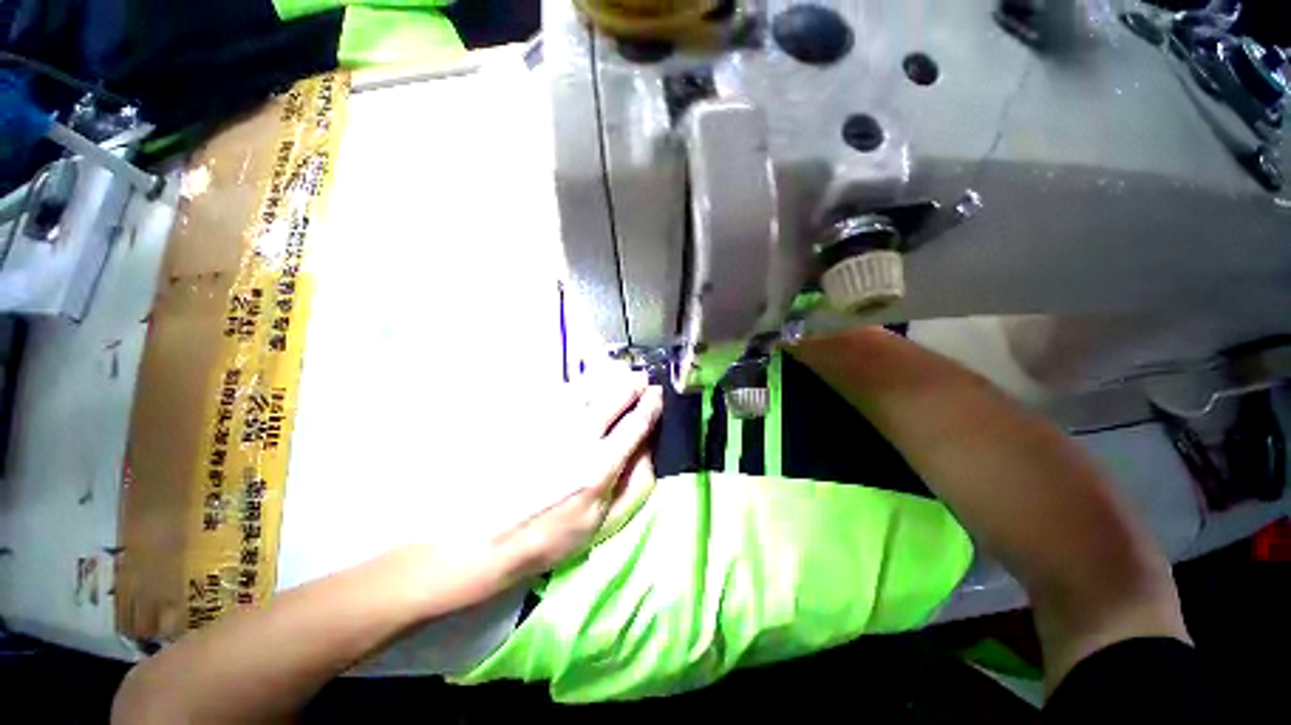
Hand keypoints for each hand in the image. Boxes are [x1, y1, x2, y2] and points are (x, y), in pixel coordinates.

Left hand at [493, 369, 664, 579]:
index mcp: (600, 467)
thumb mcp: (605, 523)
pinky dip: (579, 383)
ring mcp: (550, 423)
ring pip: (587, 385)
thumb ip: (636, 484)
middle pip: (613, 396)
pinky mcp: (528, 418)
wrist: (487, 536)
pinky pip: (559, 390)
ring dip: (609, 376)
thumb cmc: (553, 534)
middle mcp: (577, 438)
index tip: (658, 393)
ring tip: (619, 373)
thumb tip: (650, 446)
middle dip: (633, 383)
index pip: (635, 424)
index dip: (651, 405)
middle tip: (641, 378)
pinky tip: (585, 385)